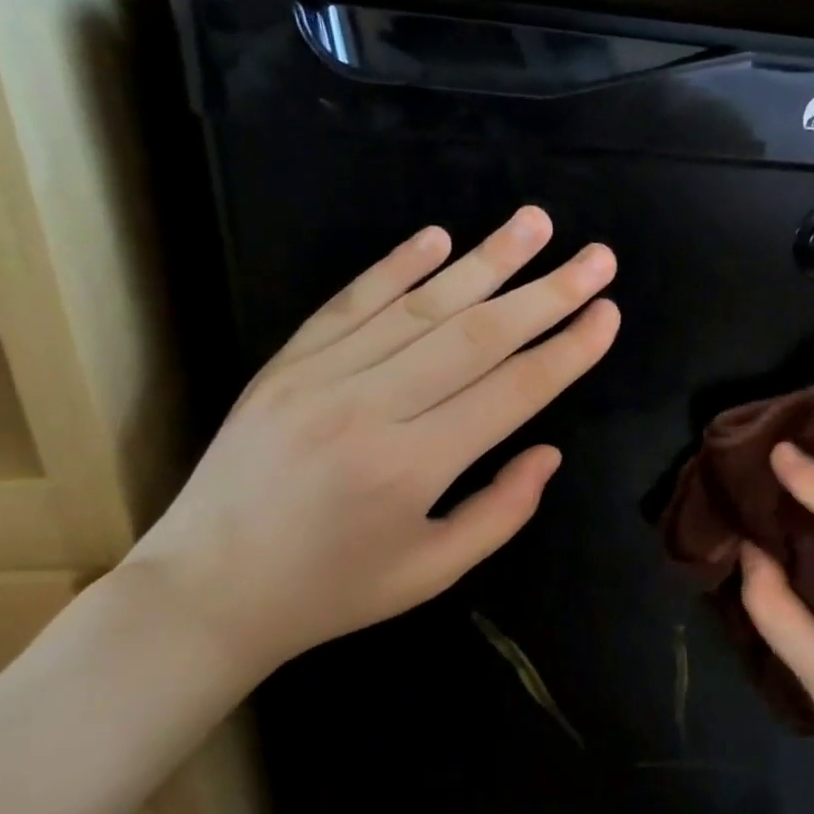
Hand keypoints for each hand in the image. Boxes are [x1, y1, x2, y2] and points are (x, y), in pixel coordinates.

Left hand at [123, 206, 618, 675]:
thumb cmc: (333, 591)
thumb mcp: (432, 572)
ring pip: (419, 306)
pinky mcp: (284, 364)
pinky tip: (439, 237)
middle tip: (598, 258)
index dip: (567, 350)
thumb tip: (548, 452)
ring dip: (485, 260)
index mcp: (412, 468)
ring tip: (536, 223)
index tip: (608, 313)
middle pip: (476, 336)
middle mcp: (369, 409)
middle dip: (546, 293)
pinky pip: (350, 303)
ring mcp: (320, 377)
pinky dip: (396, 266)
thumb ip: (501, 511)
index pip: (511, 392)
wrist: (205, 591)